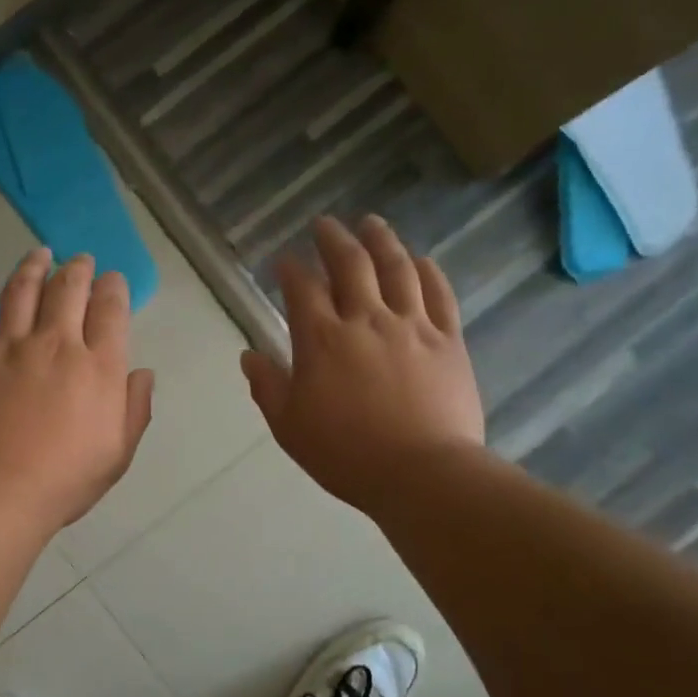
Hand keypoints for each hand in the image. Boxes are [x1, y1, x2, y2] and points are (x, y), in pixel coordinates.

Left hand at [0, 249, 155, 530]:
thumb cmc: (64, 480)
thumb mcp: (118, 454)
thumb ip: (134, 409)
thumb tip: (142, 373)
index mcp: (98, 368)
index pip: (110, 311)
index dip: (113, 288)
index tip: (112, 280)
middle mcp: (55, 344)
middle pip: (68, 289)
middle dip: (78, 269)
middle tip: (79, 261)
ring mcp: (7, 346)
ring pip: (21, 290)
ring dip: (33, 267)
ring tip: (39, 254)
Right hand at [242, 215, 484, 515]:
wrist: (421, 473)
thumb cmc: (346, 455)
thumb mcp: (289, 428)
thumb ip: (268, 387)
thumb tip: (249, 356)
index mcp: (322, 341)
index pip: (302, 289)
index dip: (291, 269)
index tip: (284, 259)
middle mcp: (366, 320)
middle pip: (350, 264)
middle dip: (333, 239)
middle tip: (325, 224)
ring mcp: (412, 325)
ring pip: (397, 268)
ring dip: (381, 240)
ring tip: (371, 223)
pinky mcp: (448, 339)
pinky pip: (438, 293)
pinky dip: (427, 271)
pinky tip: (420, 260)